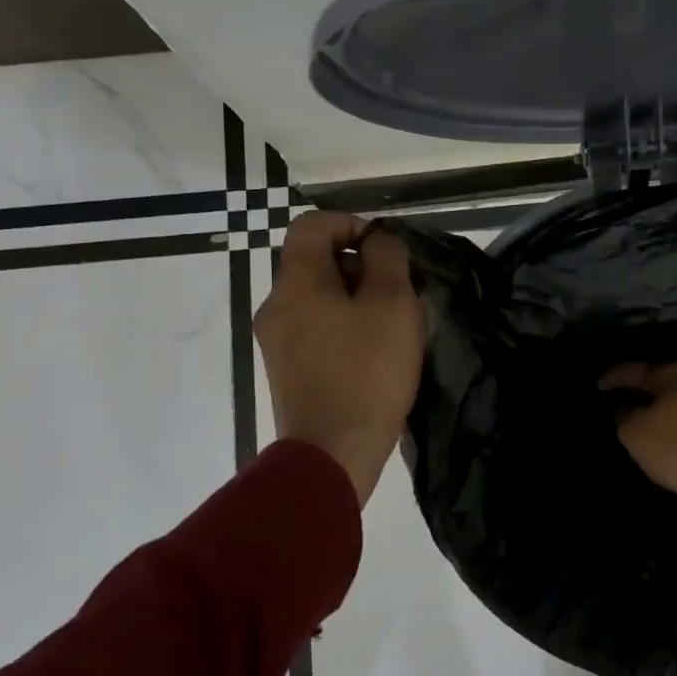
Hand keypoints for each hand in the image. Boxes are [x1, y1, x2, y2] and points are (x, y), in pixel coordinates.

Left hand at [255, 211, 423, 504]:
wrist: (334, 452)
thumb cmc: (367, 372)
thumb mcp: (392, 304)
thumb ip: (387, 259)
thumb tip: (377, 241)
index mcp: (296, 282)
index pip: (312, 224)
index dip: (351, 223)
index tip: (386, 250)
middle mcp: (277, 305)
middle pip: (316, 261)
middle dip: (360, 265)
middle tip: (399, 292)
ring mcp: (278, 340)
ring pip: (319, 297)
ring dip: (356, 299)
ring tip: (393, 326)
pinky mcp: (288, 370)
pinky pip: (317, 328)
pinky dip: (345, 326)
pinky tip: (375, 353)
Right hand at [600, 363, 676, 538]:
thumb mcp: (637, 436)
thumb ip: (625, 418)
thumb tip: (625, 409)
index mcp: (676, 374)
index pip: (638, 370)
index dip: (617, 377)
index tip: (600, 385)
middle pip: (668, 380)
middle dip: (648, 390)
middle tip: (628, 400)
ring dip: (670, 407)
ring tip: (653, 420)